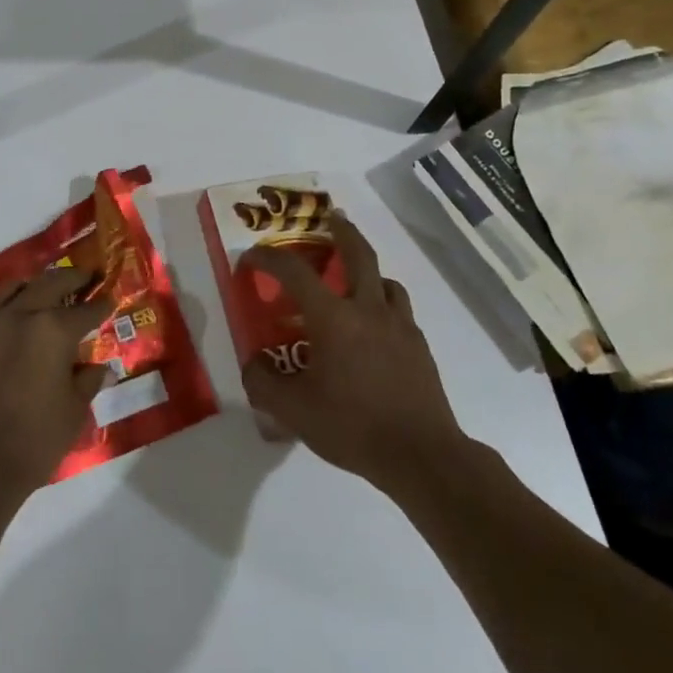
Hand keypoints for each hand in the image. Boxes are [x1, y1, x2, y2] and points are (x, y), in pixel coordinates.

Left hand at [0, 268, 109, 498]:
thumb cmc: (36, 439)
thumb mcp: (74, 411)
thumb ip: (88, 381)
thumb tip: (100, 368)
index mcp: (53, 330)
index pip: (86, 311)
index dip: (101, 305)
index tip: (110, 299)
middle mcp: (21, 316)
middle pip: (50, 284)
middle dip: (72, 278)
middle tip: (86, 276)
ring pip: (16, 288)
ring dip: (37, 285)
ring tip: (49, 289)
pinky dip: (11, 307)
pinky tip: (18, 322)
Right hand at [242, 212, 467, 495]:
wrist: (421, 455)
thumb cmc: (352, 426)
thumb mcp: (293, 411)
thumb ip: (263, 382)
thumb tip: (252, 363)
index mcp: (333, 317)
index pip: (294, 271)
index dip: (268, 257)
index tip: (251, 258)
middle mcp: (368, 309)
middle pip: (358, 253)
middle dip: (342, 230)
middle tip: (331, 217)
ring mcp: (399, 325)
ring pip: (385, 280)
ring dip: (367, 270)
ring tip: (354, 280)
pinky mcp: (419, 346)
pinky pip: (400, 309)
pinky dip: (384, 304)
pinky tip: (375, 327)